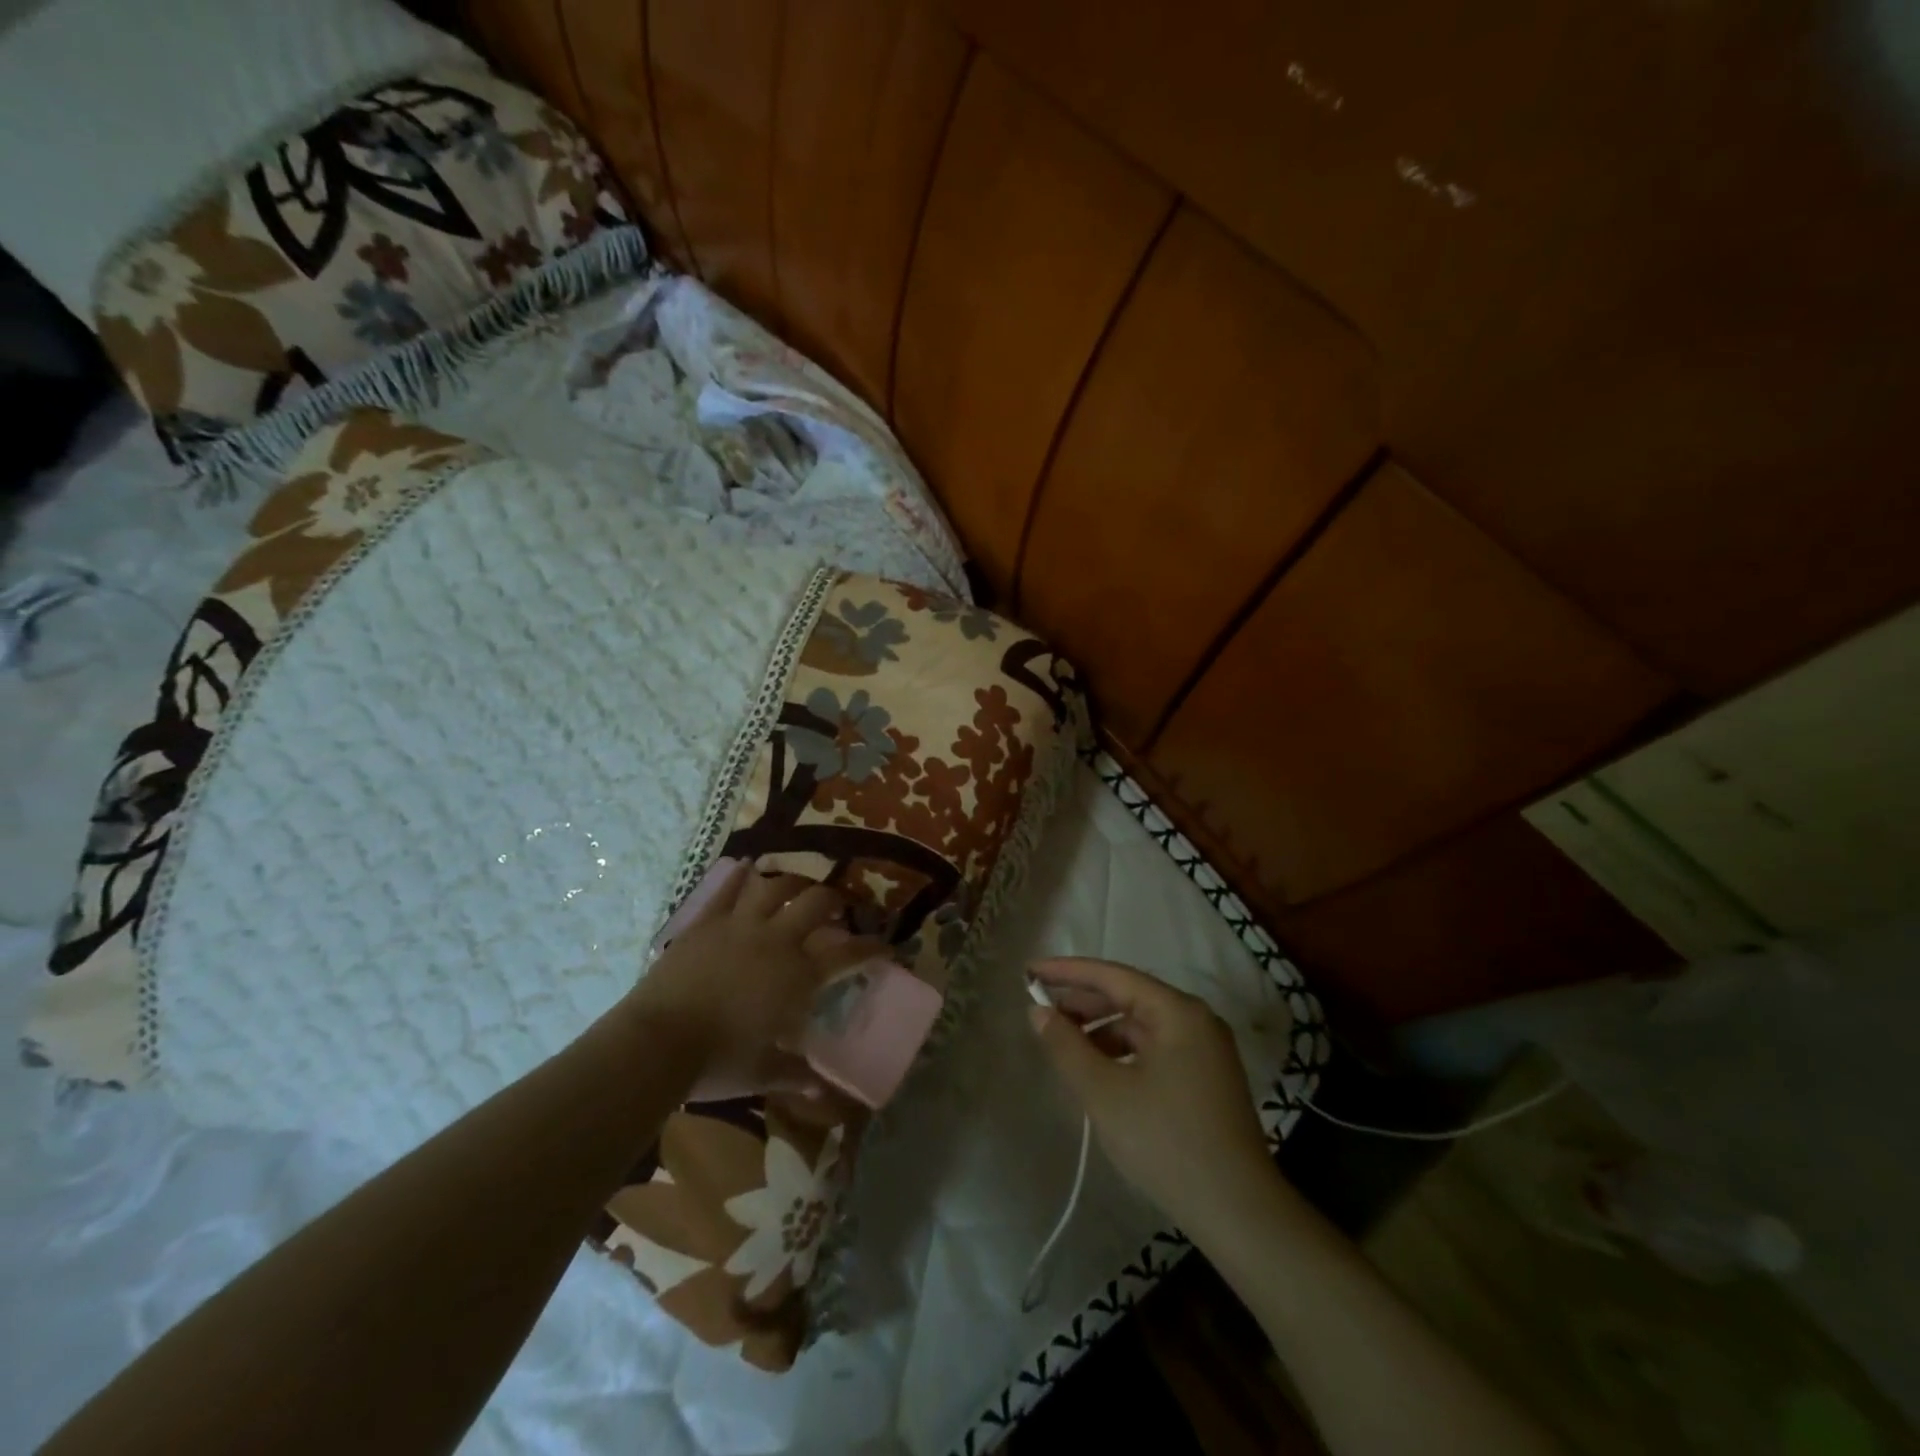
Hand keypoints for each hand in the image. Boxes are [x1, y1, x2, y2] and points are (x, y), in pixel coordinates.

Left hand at [623, 859, 879, 1099]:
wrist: (658, 1042)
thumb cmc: (717, 1062)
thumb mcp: (763, 1073)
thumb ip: (795, 1075)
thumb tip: (821, 1089)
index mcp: (798, 976)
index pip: (847, 954)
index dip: (871, 947)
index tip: (885, 945)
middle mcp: (776, 941)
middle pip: (816, 904)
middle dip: (834, 900)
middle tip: (839, 906)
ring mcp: (739, 926)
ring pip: (775, 887)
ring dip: (793, 881)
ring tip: (800, 884)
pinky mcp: (706, 922)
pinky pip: (726, 891)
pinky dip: (739, 876)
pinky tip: (748, 865)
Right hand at [1029, 957, 1273, 1229]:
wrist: (1239, 1213)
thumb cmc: (1167, 1142)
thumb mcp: (1105, 1092)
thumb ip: (1066, 1046)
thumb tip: (1037, 1011)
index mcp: (1178, 1011)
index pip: (1113, 976)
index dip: (1067, 972)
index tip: (1030, 971)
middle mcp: (1196, 1020)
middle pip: (1129, 997)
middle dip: (1082, 1002)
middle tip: (1038, 1008)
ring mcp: (1205, 1051)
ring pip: (1140, 1026)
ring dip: (1099, 1030)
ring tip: (1061, 1044)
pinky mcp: (1205, 1079)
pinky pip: (1153, 1049)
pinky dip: (1121, 1053)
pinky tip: (1097, 1072)